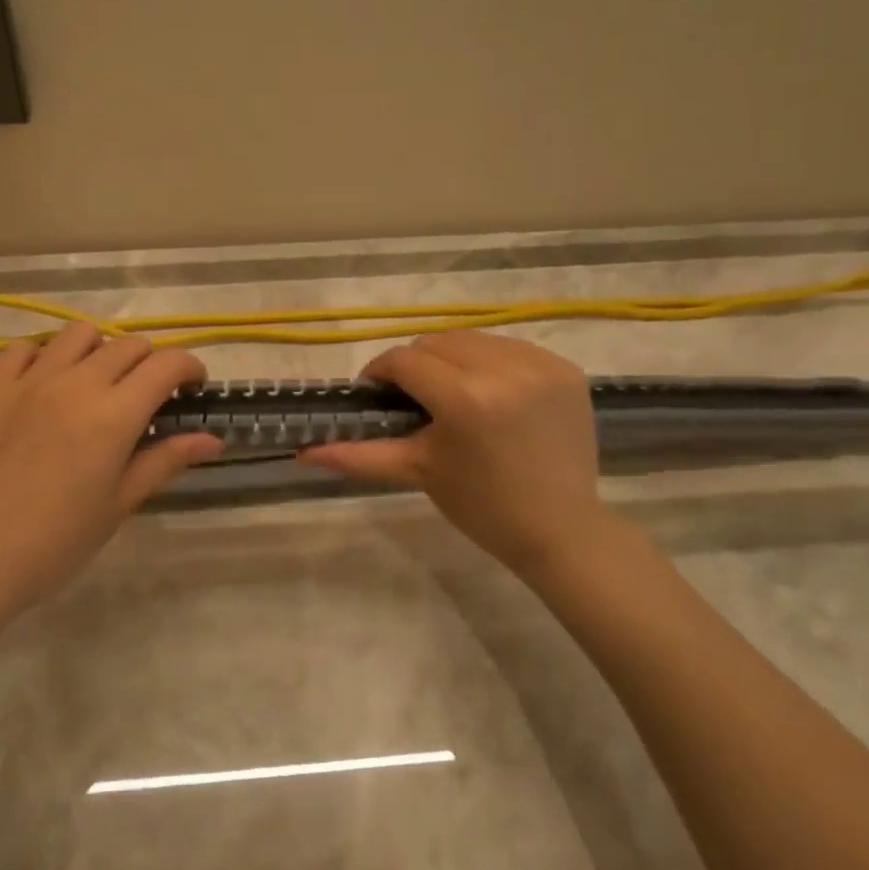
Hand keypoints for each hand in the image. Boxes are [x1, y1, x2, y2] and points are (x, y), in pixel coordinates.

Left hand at [0, 324, 221, 609]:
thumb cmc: (55, 543)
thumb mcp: (119, 504)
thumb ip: (166, 461)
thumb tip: (213, 439)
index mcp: (112, 416)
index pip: (165, 365)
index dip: (189, 368)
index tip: (193, 388)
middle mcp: (74, 384)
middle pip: (128, 345)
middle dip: (151, 362)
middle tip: (149, 396)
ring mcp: (28, 381)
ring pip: (78, 334)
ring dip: (101, 350)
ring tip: (98, 383)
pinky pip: (24, 348)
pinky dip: (45, 356)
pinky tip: (47, 385)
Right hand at [298, 331, 613, 578]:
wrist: (561, 530)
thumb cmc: (481, 506)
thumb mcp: (418, 472)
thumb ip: (358, 455)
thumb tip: (302, 453)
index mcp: (465, 398)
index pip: (404, 361)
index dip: (380, 373)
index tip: (375, 393)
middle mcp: (505, 369)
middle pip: (436, 342)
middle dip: (416, 365)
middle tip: (414, 400)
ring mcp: (541, 365)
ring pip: (472, 339)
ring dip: (452, 359)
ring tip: (452, 394)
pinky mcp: (565, 368)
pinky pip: (510, 348)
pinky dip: (490, 362)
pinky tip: (490, 394)